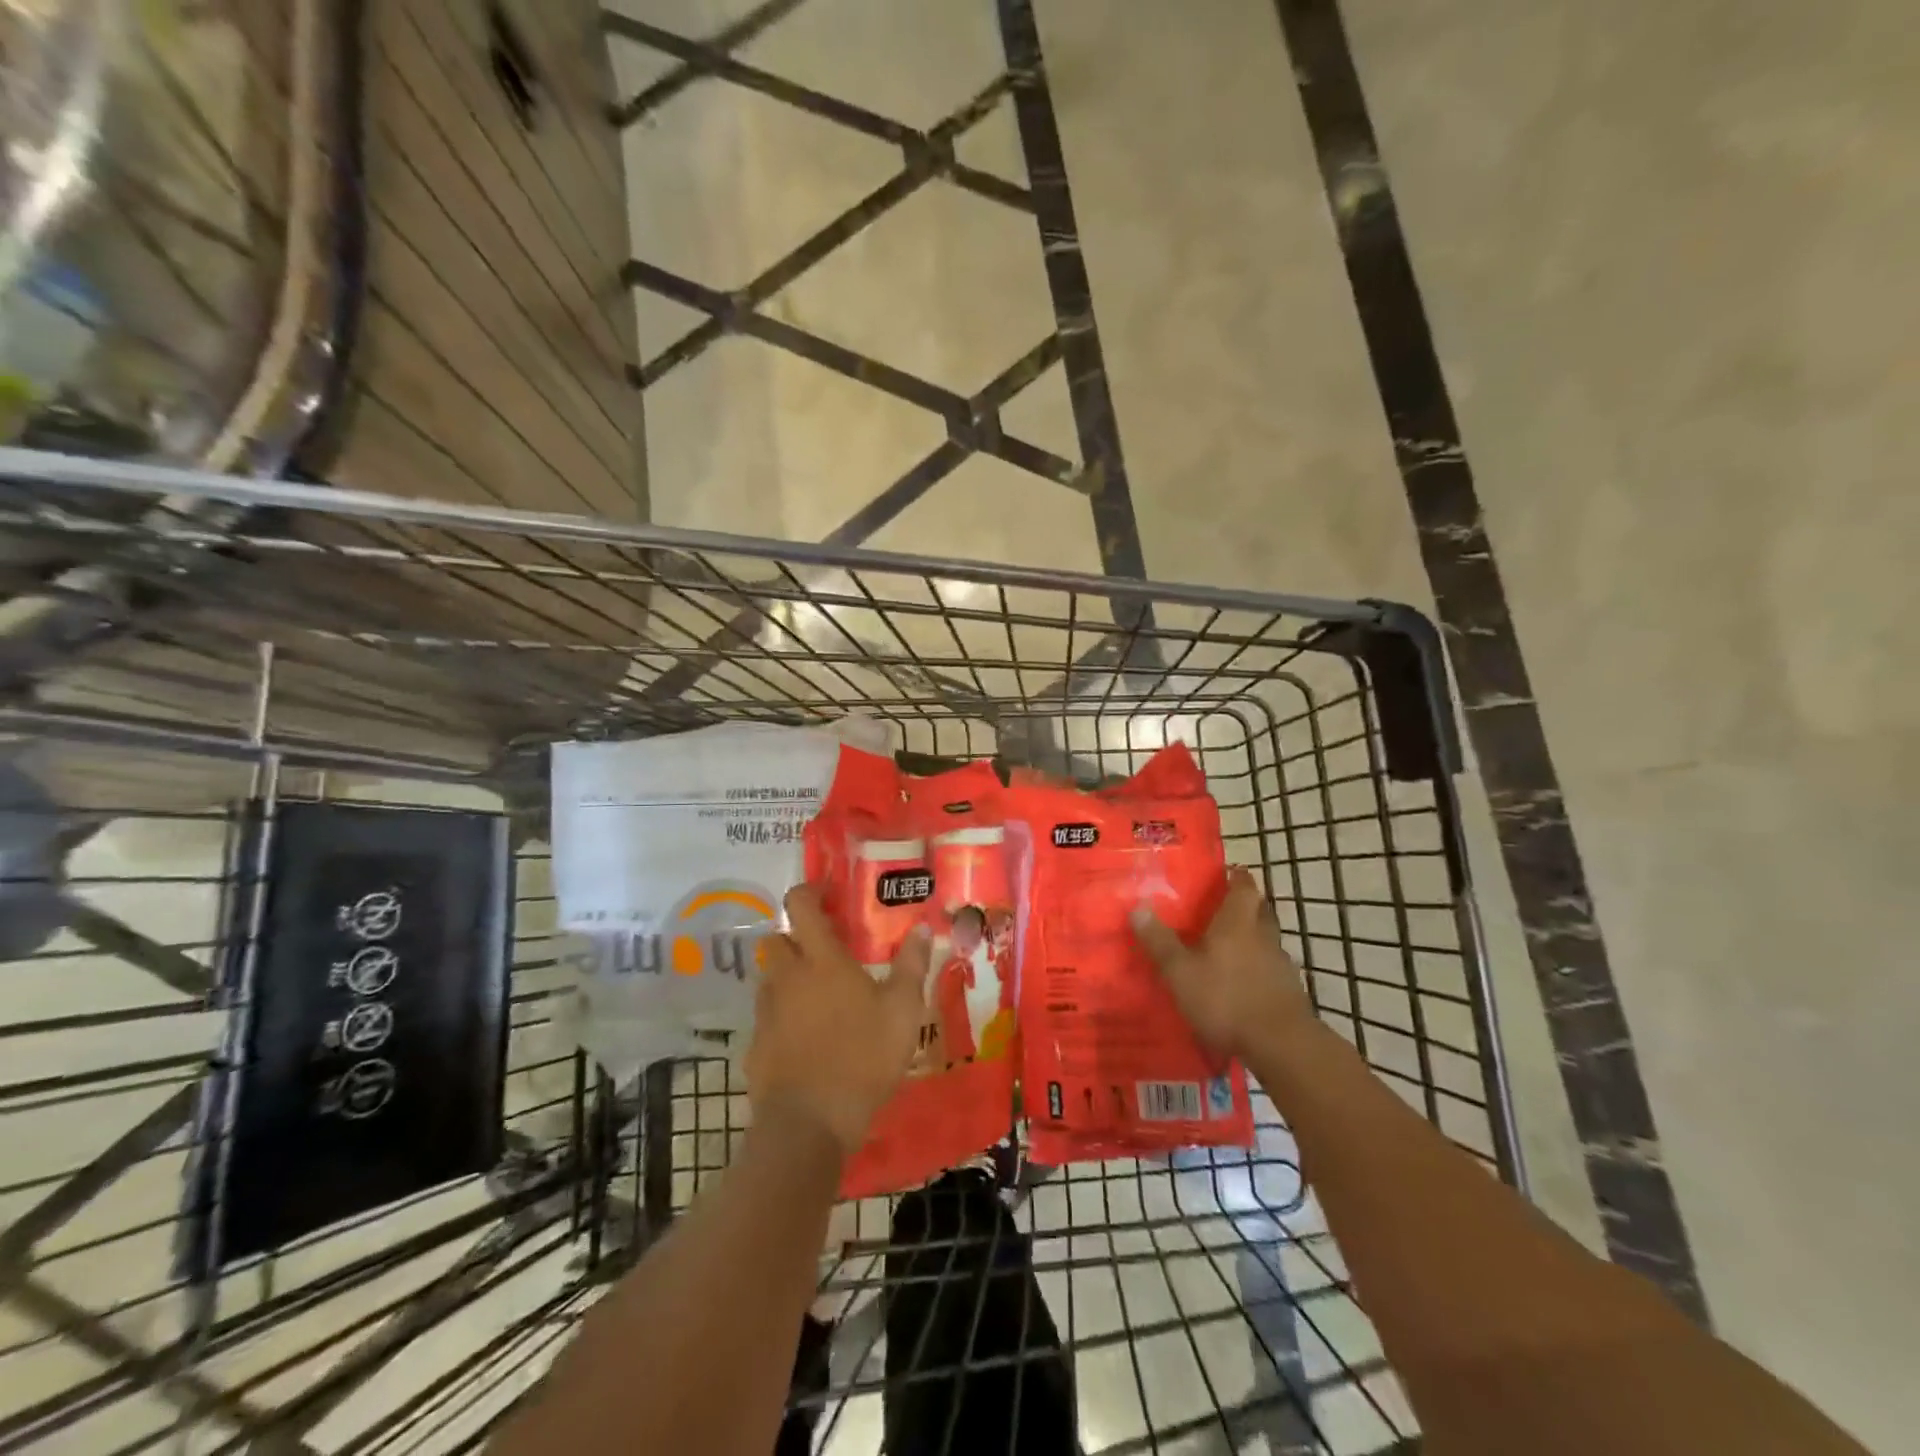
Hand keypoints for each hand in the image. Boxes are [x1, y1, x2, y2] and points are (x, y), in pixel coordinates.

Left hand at [746, 883, 931, 1154]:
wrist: (809, 1123)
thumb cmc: (863, 1057)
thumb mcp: (902, 1011)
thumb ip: (912, 966)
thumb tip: (922, 928)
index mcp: (821, 960)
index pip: (800, 905)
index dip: (808, 891)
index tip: (826, 894)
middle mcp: (787, 976)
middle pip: (776, 938)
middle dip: (795, 937)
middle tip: (824, 951)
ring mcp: (766, 1012)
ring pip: (769, 978)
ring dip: (787, 976)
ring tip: (817, 996)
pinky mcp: (755, 1046)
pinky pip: (766, 1017)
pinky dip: (782, 1017)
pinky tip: (805, 1039)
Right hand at [1130, 867, 1311, 1060]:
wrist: (1281, 1045)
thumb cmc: (1226, 999)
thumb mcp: (1180, 972)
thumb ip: (1160, 941)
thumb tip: (1138, 906)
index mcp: (1238, 923)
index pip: (1244, 887)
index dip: (1236, 877)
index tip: (1226, 873)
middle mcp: (1264, 936)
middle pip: (1260, 910)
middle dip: (1245, 906)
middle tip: (1222, 909)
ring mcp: (1281, 965)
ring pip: (1267, 941)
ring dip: (1252, 940)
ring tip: (1228, 950)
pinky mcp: (1289, 992)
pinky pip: (1271, 970)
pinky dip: (1258, 970)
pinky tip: (1242, 985)